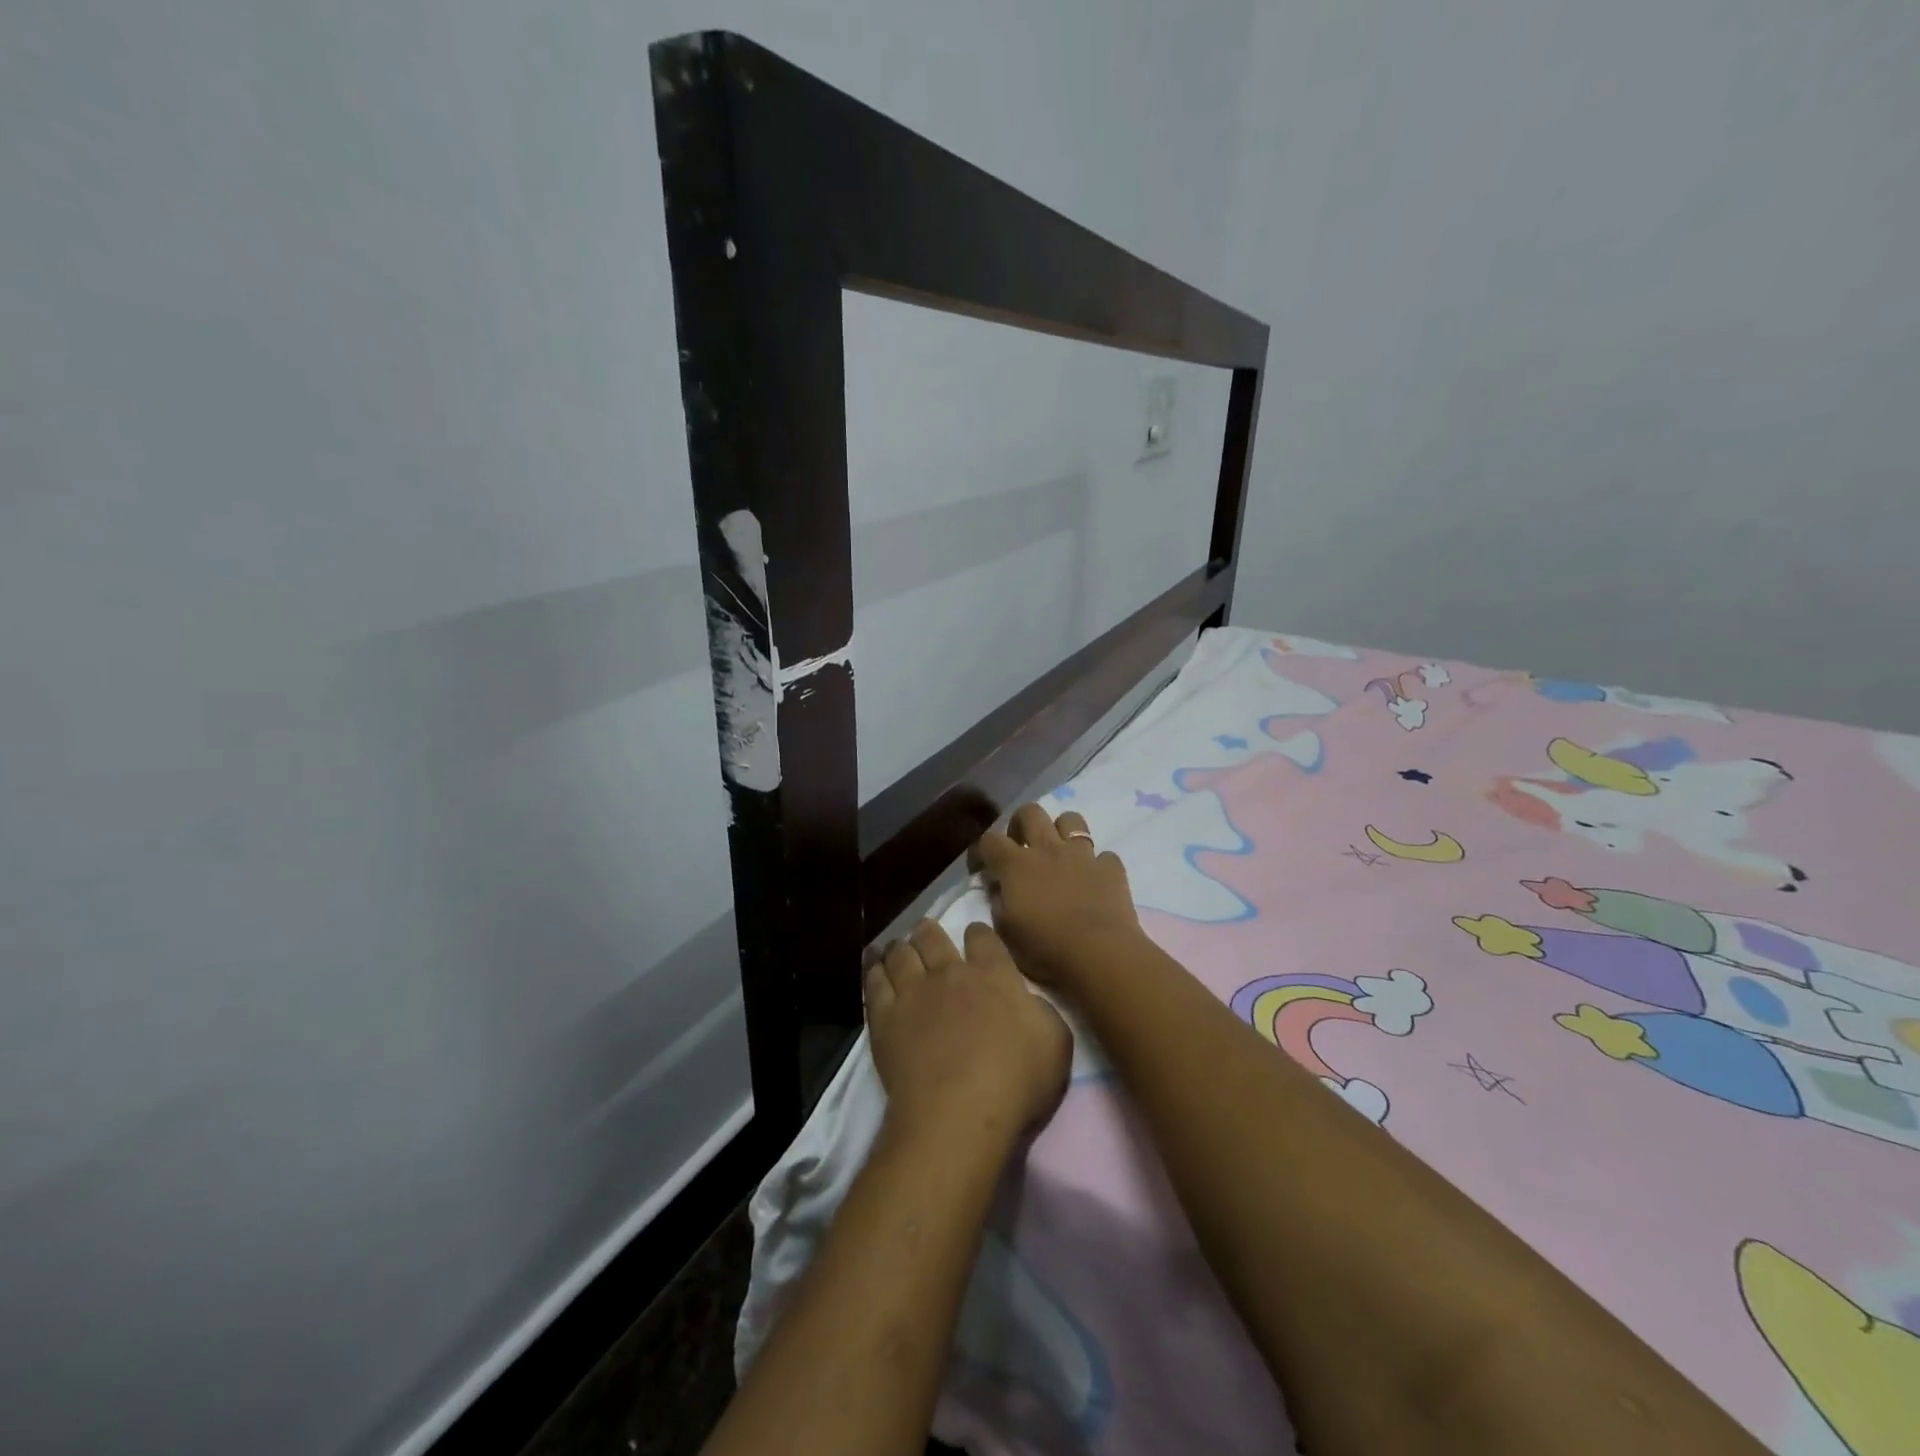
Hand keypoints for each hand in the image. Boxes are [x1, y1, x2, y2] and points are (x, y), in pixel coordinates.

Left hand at [865, 919, 1071, 1145]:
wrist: (959, 1113)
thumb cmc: (1016, 1081)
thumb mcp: (1055, 1043)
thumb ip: (1042, 1012)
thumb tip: (1027, 1001)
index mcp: (993, 975)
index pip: (983, 937)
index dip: (978, 934)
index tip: (975, 937)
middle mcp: (950, 973)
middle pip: (933, 937)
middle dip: (929, 931)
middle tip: (927, 932)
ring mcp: (913, 992)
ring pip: (901, 953)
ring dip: (901, 947)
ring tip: (898, 947)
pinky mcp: (885, 1017)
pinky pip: (875, 981)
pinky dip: (874, 970)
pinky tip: (874, 967)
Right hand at [972, 804, 1143, 990]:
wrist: (1100, 954)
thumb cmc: (1046, 948)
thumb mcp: (1006, 932)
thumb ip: (997, 902)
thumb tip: (997, 887)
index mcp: (1016, 865)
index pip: (989, 840)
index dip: (981, 850)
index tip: (981, 867)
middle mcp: (1048, 849)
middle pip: (1030, 812)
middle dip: (1021, 823)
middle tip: (1020, 846)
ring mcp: (1082, 855)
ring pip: (1071, 819)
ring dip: (1062, 831)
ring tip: (1059, 853)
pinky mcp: (1110, 867)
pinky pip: (1103, 855)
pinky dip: (1097, 865)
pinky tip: (1093, 881)